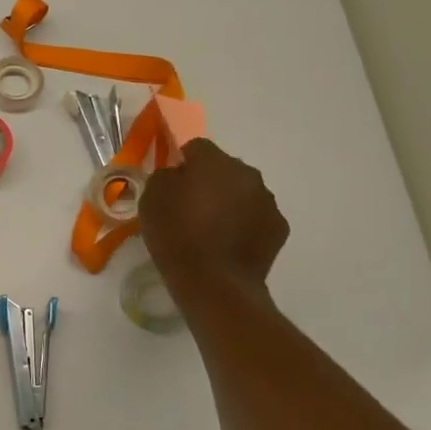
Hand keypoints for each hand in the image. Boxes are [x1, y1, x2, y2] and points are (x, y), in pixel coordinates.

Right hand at [139, 138, 289, 308]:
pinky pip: (257, 217)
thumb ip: (165, 176)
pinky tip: (229, 244)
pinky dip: (245, 224)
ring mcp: (267, 201)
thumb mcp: (151, 199)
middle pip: (224, 168)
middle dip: (210, 181)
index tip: (172, 183)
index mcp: (214, 162)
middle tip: (191, 206)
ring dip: (229, 202)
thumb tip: (178, 174)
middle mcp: (247, 174)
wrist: (214, 283)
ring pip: (243, 192)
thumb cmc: (177, 236)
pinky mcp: (279, 228)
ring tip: (211, 229)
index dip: (182, 161)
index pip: (196, 147)